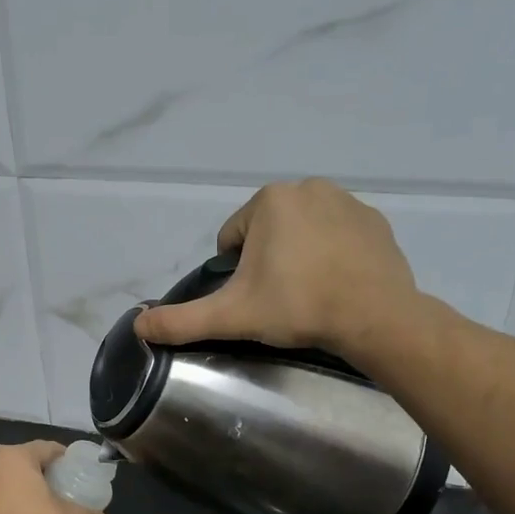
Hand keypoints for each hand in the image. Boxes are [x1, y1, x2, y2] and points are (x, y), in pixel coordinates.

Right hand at [133, 179, 426, 360]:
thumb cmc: (298, 307)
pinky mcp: (376, 222)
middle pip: (267, 233)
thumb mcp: (232, 316)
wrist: (375, 318)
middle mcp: (308, 188)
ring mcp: (347, 201)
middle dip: (268, 263)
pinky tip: (337, 285)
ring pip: (303, 233)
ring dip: (299, 258)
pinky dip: (332, 256)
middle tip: (281, 300)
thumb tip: (138, 325)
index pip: (233, 239)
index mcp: (269, 200)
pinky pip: (338, 236)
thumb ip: (182, 320)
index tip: (256, 299)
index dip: (236, 274)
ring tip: (310, 295)